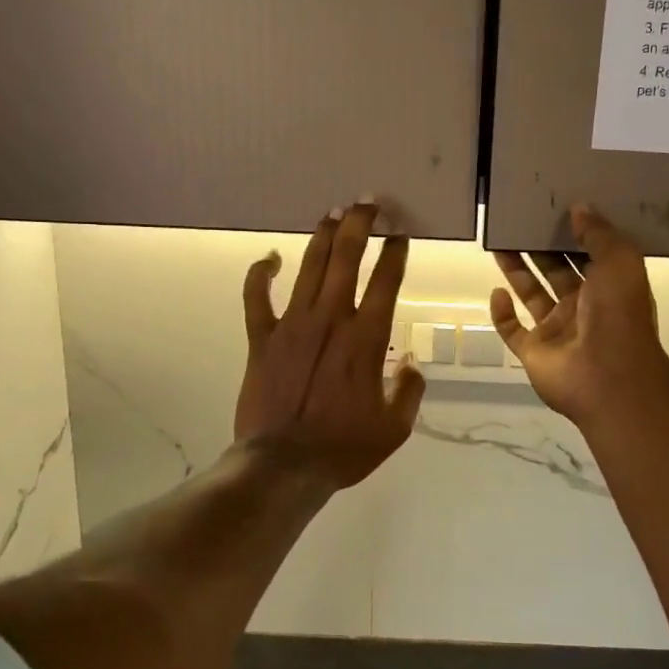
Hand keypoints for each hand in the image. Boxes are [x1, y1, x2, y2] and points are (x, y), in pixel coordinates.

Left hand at [235, 203, 424, 490]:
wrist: (283, 465)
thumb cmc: (343, 448)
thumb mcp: (394, 428)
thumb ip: (409, 391)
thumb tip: (411, 365)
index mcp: (366, 338)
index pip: (385, 281)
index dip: (395, 252)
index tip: (401, 234)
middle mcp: (331, 319)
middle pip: (346, 258)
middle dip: (360, 224)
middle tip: (368, 202)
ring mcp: (292, 325)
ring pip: (309, 267)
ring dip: (323, 236)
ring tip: (334, 213)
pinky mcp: (261, 338)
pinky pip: (257, 297)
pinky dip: (261, 273)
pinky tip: (269, 257)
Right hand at [491, 204, 668, 429]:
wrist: (607, 376)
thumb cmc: (618, 314)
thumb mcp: (619, 263)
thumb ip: (599, 234)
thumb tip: (579, 207)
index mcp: (608, 286)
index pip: (588, 254)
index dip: (572, 233)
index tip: (554, 207)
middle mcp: (582, 307)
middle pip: (555, 270)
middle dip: (539, 247)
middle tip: (519, 220)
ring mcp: (556, 331)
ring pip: (531, 294)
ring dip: (516, 270)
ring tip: (499, 242)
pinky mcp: (533, 351)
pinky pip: (511, 329)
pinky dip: (501, 312)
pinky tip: (497, 292)